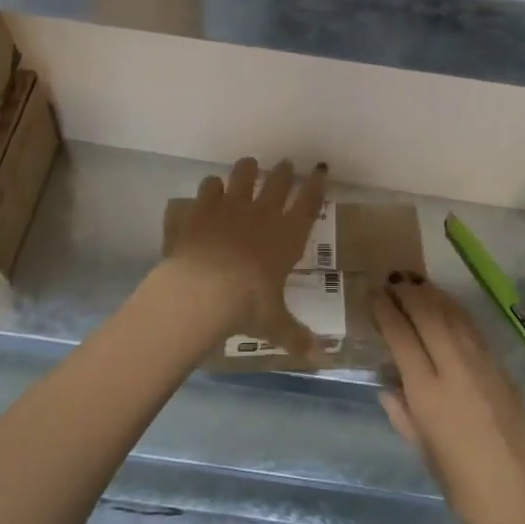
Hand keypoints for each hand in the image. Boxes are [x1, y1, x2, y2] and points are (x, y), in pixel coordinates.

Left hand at [160, 157, 328, 358]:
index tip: (319, 171)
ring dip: (248, 169)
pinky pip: (210, 186)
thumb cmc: (247, 306)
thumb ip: (297, 337)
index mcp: (288, 236)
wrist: (202, 290)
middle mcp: (263, 214)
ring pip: (243, 174)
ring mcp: (231, 206)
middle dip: (284, 171)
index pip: (309, 203)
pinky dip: (212, 186)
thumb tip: (322, 358)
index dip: (316, 186)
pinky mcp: (203, 208)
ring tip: (249, 166)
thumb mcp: (276, 325)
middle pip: (278, 181)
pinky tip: (211, 190)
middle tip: (285, 165)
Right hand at [374, 281, 524, 523]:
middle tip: (392, 281)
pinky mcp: (504, 371)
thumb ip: (405, 416)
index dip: (386, 312)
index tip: (373, 295)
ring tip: (416, 283)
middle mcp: (455, 371)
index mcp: (429, 395)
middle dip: (408, 294)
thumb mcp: (427, 456)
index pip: (402, 338)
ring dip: (432, 295)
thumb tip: (388, 386)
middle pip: (428, 316)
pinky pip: (473, 330)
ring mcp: (483, 367)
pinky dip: (455, 312)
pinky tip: (448, 309)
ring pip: (453, 316)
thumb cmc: (467, 493)